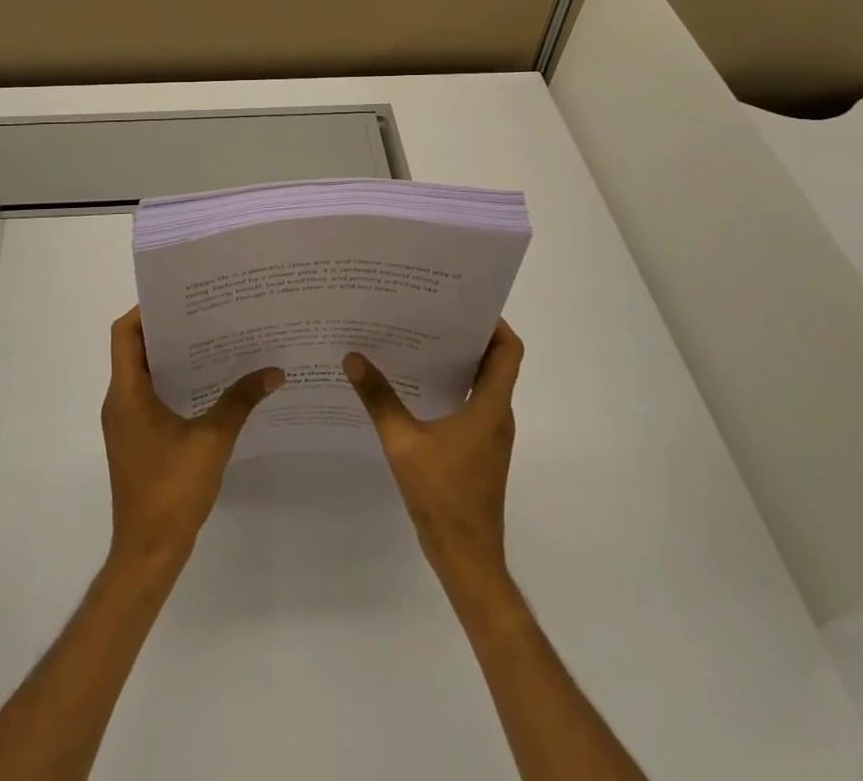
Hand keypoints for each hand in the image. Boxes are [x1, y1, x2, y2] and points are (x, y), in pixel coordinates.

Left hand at [102, 307, 282, 577]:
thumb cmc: (172, 490)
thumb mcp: (212, 440)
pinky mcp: (135, 440)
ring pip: (143, 374)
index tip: (181, 297)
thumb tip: (273, 371)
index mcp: (127, 393)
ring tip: (213, 341)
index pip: (125, 334)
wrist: (148, 552)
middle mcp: (119, 402)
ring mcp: (125, 423)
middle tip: (207, 313)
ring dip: (172, 357)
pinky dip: (172, 383)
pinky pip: (149, 396)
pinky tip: (208, 385)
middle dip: (168, 329)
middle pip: (135, 349)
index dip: (146, 310)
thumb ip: (241, 400)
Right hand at [344, 319, 523, 584]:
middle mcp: (497, 414)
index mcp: (490, 406)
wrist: (466, 558)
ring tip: (419, 339)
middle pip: (495, 361)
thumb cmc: (443, 496)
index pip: (508, 350)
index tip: (463, 303)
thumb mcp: (403, 444)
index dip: (494, 322)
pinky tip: (416, 384)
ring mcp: (490, 433)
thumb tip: (353, 358)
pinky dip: (452, 385)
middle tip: (430, 312)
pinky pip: (472, 403)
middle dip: (467, 334)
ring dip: (459, 360)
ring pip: (483, 382)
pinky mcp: (480, 448)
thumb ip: (379, 399)